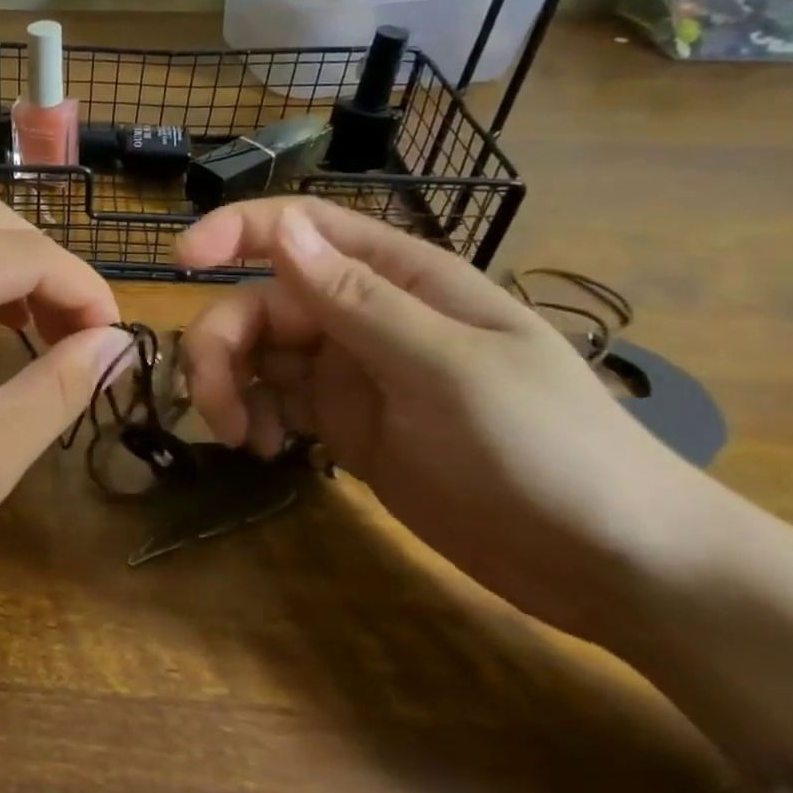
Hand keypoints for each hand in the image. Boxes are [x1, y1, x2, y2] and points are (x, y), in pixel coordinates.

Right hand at [176, 199, 724, 641]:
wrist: (611, 564)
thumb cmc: (548, 449)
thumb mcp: (449, 370)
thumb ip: (358, 301)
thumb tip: (281, 228)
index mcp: (398, 279)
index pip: (302, 229)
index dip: (236, 231)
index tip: (180, 258)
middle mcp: (364, 315)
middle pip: (261, 303)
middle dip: (222, 346)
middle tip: (215, 410)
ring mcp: (351, 372)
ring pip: (258, 355)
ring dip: (229, 387)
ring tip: (240, 439)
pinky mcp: (344, 424)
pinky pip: (274, 403)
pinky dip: (254, 419)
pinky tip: (265, 452)